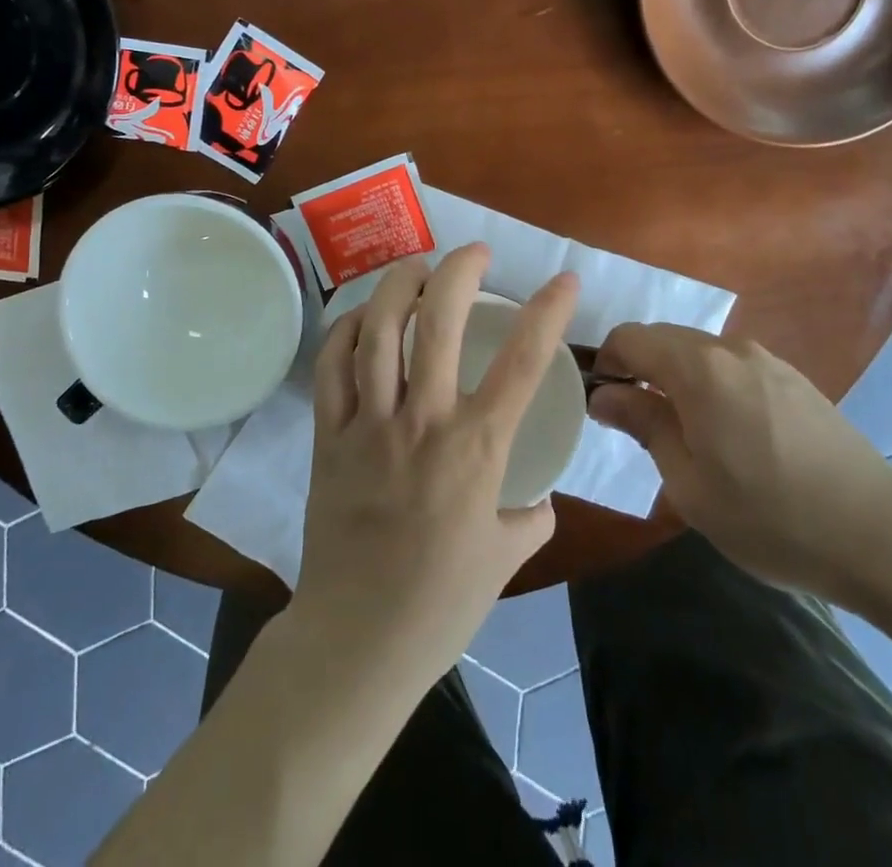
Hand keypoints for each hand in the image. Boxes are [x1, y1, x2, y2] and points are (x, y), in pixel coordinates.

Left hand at [290, 245, 577, 686]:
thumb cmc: (441, 601)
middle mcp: (423, 420)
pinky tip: (363, 317)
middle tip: (474, 253)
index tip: (563, 279)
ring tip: (417, 265)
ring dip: (399, 285)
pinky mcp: (328, 435)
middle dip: (459, 272)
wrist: (359, 638)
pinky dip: (347, 330)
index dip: (548, 312)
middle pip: (438, 323)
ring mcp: (369, 423)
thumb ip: (530, 518)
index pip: (523, 362)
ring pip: (379, 331)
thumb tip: (538, 498)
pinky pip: (332, 366)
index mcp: (476, 447)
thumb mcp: (506, 559)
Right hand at [589, 324, 891, 605]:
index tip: (605, 405)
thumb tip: (605, 394)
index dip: (606, 363)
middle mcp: (731, 349)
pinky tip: (731, 435)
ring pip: (699, 352)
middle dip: (639, 370)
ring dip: (676, 379)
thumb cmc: (771, 518)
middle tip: (640, 425)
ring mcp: (768, 360)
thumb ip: (643, 425)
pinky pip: (733, 367)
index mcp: (699, 368)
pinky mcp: (794, 379)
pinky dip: (711, 385)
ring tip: (686, 435)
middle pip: (663, 339)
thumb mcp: (690, 483)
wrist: (882, 539)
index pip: (629, 337)